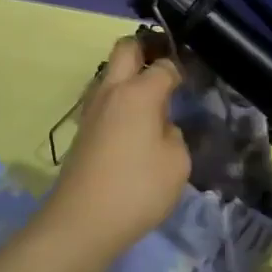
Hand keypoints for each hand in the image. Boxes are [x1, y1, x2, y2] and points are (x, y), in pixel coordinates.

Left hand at [46, 36, 189, 251]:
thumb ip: (173, 135)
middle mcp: (112, 91)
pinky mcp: (82, 130)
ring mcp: (92, 110)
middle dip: (146, 49)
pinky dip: (120, 102)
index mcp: (139, 92)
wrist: (80, 223)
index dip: (180, 68)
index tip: (191, 81)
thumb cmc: (137, 189)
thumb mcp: (177, 163)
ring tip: (152, 103)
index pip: (164, 65)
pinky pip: (105, 100)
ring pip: (110, 74)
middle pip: (126, 48)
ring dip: (129, 77)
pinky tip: (134, 127)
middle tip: (166, 70)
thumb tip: (160, 127)